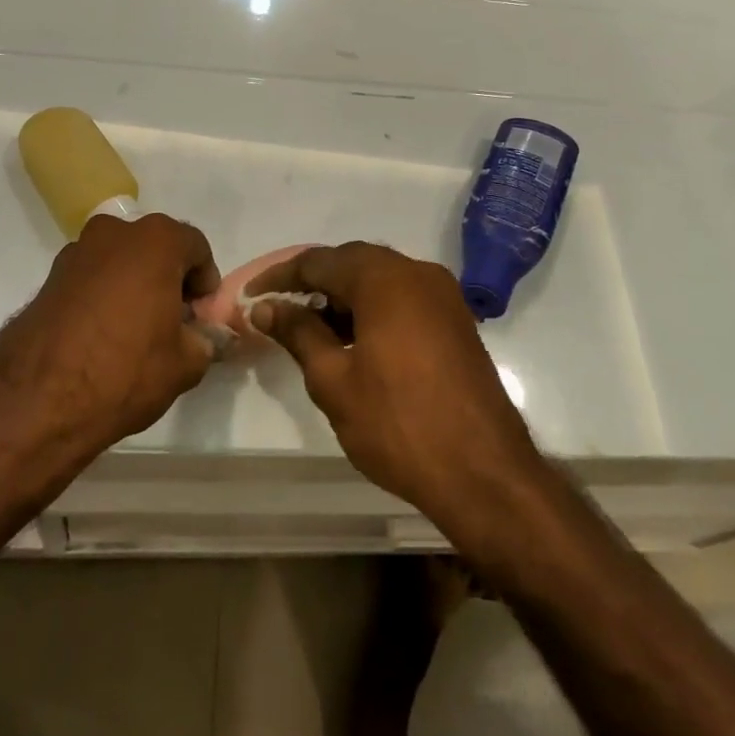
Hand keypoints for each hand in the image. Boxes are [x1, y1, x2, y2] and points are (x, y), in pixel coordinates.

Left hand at [0, 213, 220, 457]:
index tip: (202, 315)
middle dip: (169, 278)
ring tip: (136, 330)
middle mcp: (114, 233)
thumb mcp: (186, 363)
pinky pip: (91, 278)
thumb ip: (205, 341)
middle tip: (174, 320)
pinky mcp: (49, 278)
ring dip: (134, 285)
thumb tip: (202, 337)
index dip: (205, 282)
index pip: (196, 247)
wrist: (38, 400)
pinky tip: (104, 335)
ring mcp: (76, 252)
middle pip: (156, 248)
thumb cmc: (125, 370)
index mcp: (155, 241)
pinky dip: (103, 296)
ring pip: (120, 261)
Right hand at [247, 243, 545, 536]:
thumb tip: (265, 307)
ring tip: (310, 330)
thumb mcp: (334, 380)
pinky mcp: (456, 321)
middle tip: (279, 310)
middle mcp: (418, 273)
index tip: (250, 297)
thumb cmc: (398, 424)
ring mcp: (443, 296)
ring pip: (380, 281)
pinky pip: (403, 299)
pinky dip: (373, 310)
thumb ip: (298, 333)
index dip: (280, 277)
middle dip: (313, 283)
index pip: (319, 261)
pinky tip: (352, 341)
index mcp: (385, 279)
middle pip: (353, 263)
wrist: (484, 473)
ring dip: (343, 297)